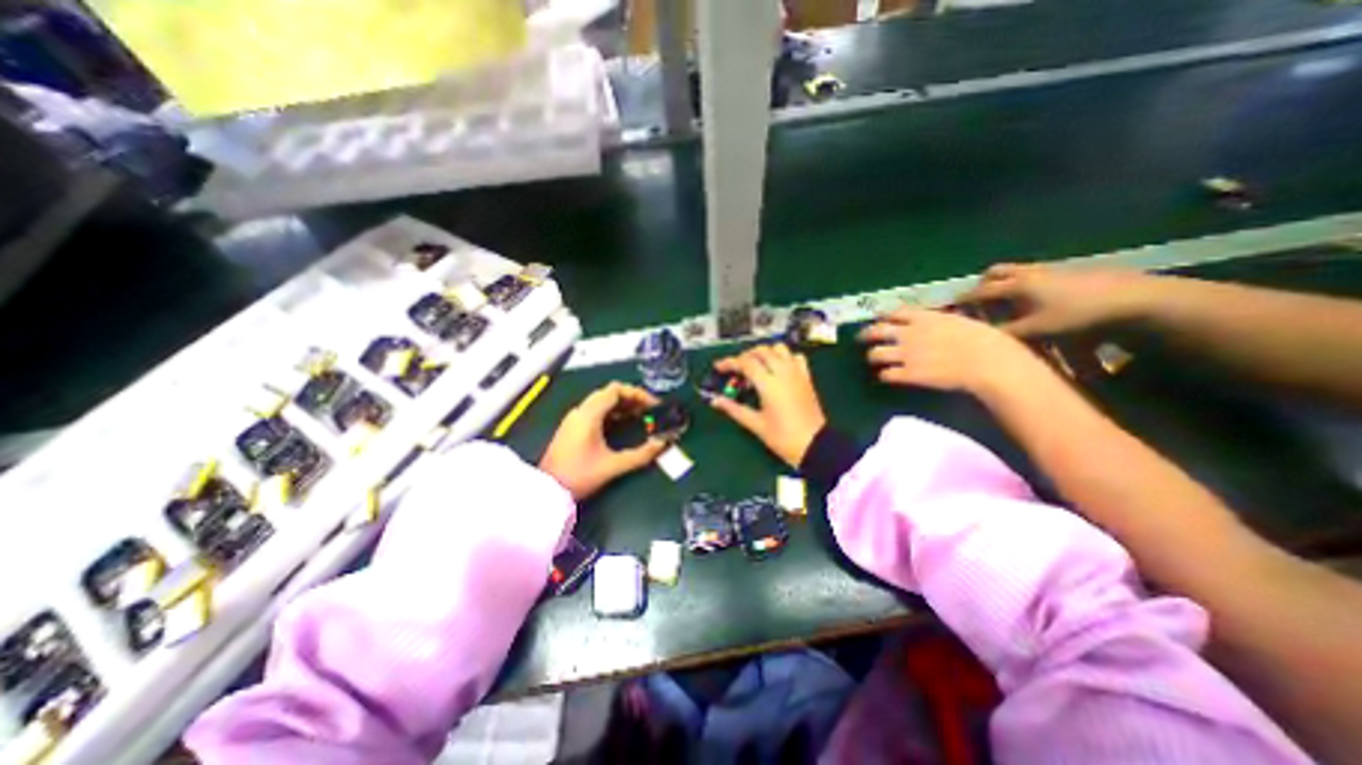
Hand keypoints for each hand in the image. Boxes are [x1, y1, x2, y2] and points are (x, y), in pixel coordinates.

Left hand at [543, 382, 669, 500]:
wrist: (547, 491)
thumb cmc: (579, 476)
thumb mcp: (613, 466)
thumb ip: (641, 454)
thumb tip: (662, 444)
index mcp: (589, 415)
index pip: (616, 390)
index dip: (638, 393)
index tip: (653, 404)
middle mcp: (580, 411)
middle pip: (609, 393)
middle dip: (631, 398)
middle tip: (648, 410)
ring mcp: (574, 419)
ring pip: (601, 401)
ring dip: (621, 405)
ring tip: (639, 416)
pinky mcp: (571, 428)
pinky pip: (594, 411)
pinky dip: (611, 413)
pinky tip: (622, 425)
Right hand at [709, 343, 824, 465]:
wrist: (814, 445)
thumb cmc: (783, 437)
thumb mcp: (755, 424)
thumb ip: (734, 409)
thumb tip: (715, 401)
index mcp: (769, 384)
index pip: (746, 363)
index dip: (729, 362)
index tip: (719, 367)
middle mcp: (783, 373)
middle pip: (761, 351)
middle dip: (745, 355)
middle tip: (735, 368)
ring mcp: (797, 373)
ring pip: (779, 348)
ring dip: (764, 352)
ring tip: (755, 365)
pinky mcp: (806, 378)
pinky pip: (795, 357)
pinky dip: (784, 356)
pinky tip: (777, 368)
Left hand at [867, 308, 1045, 395]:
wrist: (990, 363)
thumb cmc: (984, 340)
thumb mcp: (959, 321)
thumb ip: (939, 321)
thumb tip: (934, 321)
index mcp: (923, 317)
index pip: (892, 313)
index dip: (882, 317)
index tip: (877, 321)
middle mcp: (909, 333)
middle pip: (875, 332)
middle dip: (866, 336)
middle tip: (862, 340)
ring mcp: (906, 354)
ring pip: (874, 354)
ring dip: (873, 357)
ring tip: (875, 360)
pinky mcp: (909, 374)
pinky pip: (886, 375)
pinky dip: (884, 375)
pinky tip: (887, 376)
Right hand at [957, 264, 1159, 333]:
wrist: (1136, 299)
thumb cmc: (1079, 316)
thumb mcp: (1037, 331)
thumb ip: (1004, 334)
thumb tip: (978, 339)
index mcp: (1016, 286)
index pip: (978, 292)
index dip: (961, 302)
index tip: (948, 311)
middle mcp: (1028, 273)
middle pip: (994, 273)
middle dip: (981, 286)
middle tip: (978, 304)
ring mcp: (1050, 269)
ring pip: (1015, 271)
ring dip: (1003, 284)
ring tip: (1005, 304)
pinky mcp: (1069, 270)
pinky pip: (1034, 274)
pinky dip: (1023, 285)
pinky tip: (1035, 301)